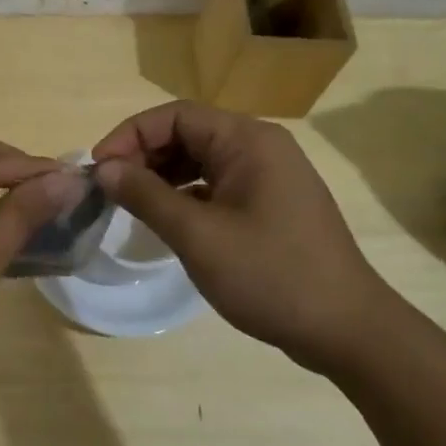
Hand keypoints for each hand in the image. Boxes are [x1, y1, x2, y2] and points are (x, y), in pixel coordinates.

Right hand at [91, 102, 399, 371]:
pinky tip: (165, 218)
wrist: (347, 330)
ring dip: (161, 175)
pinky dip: (185, 194)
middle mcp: (260, 147)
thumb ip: (146, 195)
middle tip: (109, 189)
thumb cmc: (270, 275)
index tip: (98, 169)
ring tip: (129, 203)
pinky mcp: (270, 203)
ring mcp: (269, 176)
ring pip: (200, 159)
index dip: (130, 135)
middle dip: (143, 155)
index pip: (175, 115)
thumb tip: (103, 169)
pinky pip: (216, 183)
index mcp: (248, 141)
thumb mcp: (198, 235)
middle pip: (188, 133)